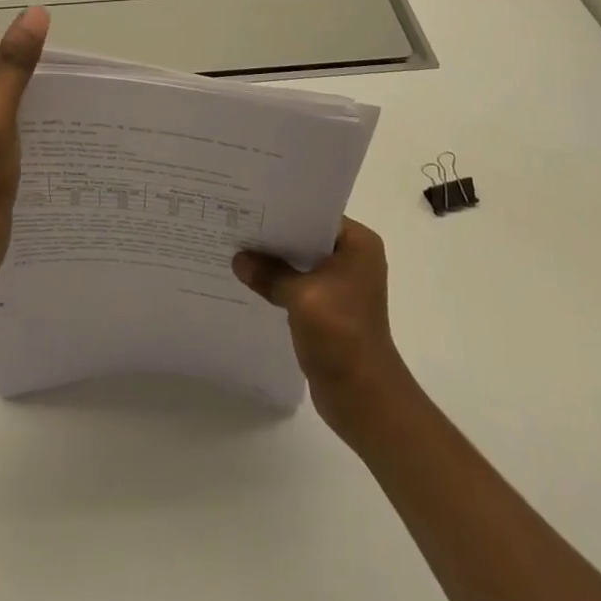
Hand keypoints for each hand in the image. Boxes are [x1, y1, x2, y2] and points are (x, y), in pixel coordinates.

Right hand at [233, 218, 410, 436]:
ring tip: (236, 247)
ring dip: (274, 260)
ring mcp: (342, 285)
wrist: (364, 398)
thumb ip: (269, 273)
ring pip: (300, 261)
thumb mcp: (302, 297)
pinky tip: (250, 279)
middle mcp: (353, 258)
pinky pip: (299, 284)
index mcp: (358, 244)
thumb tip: (238, 259)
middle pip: (306, 236)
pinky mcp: (330, 308)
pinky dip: (279, 282)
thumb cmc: (342, 335)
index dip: (283, 209)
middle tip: (236, 221)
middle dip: (274, 234)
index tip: (250, 202)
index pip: (315, 213)